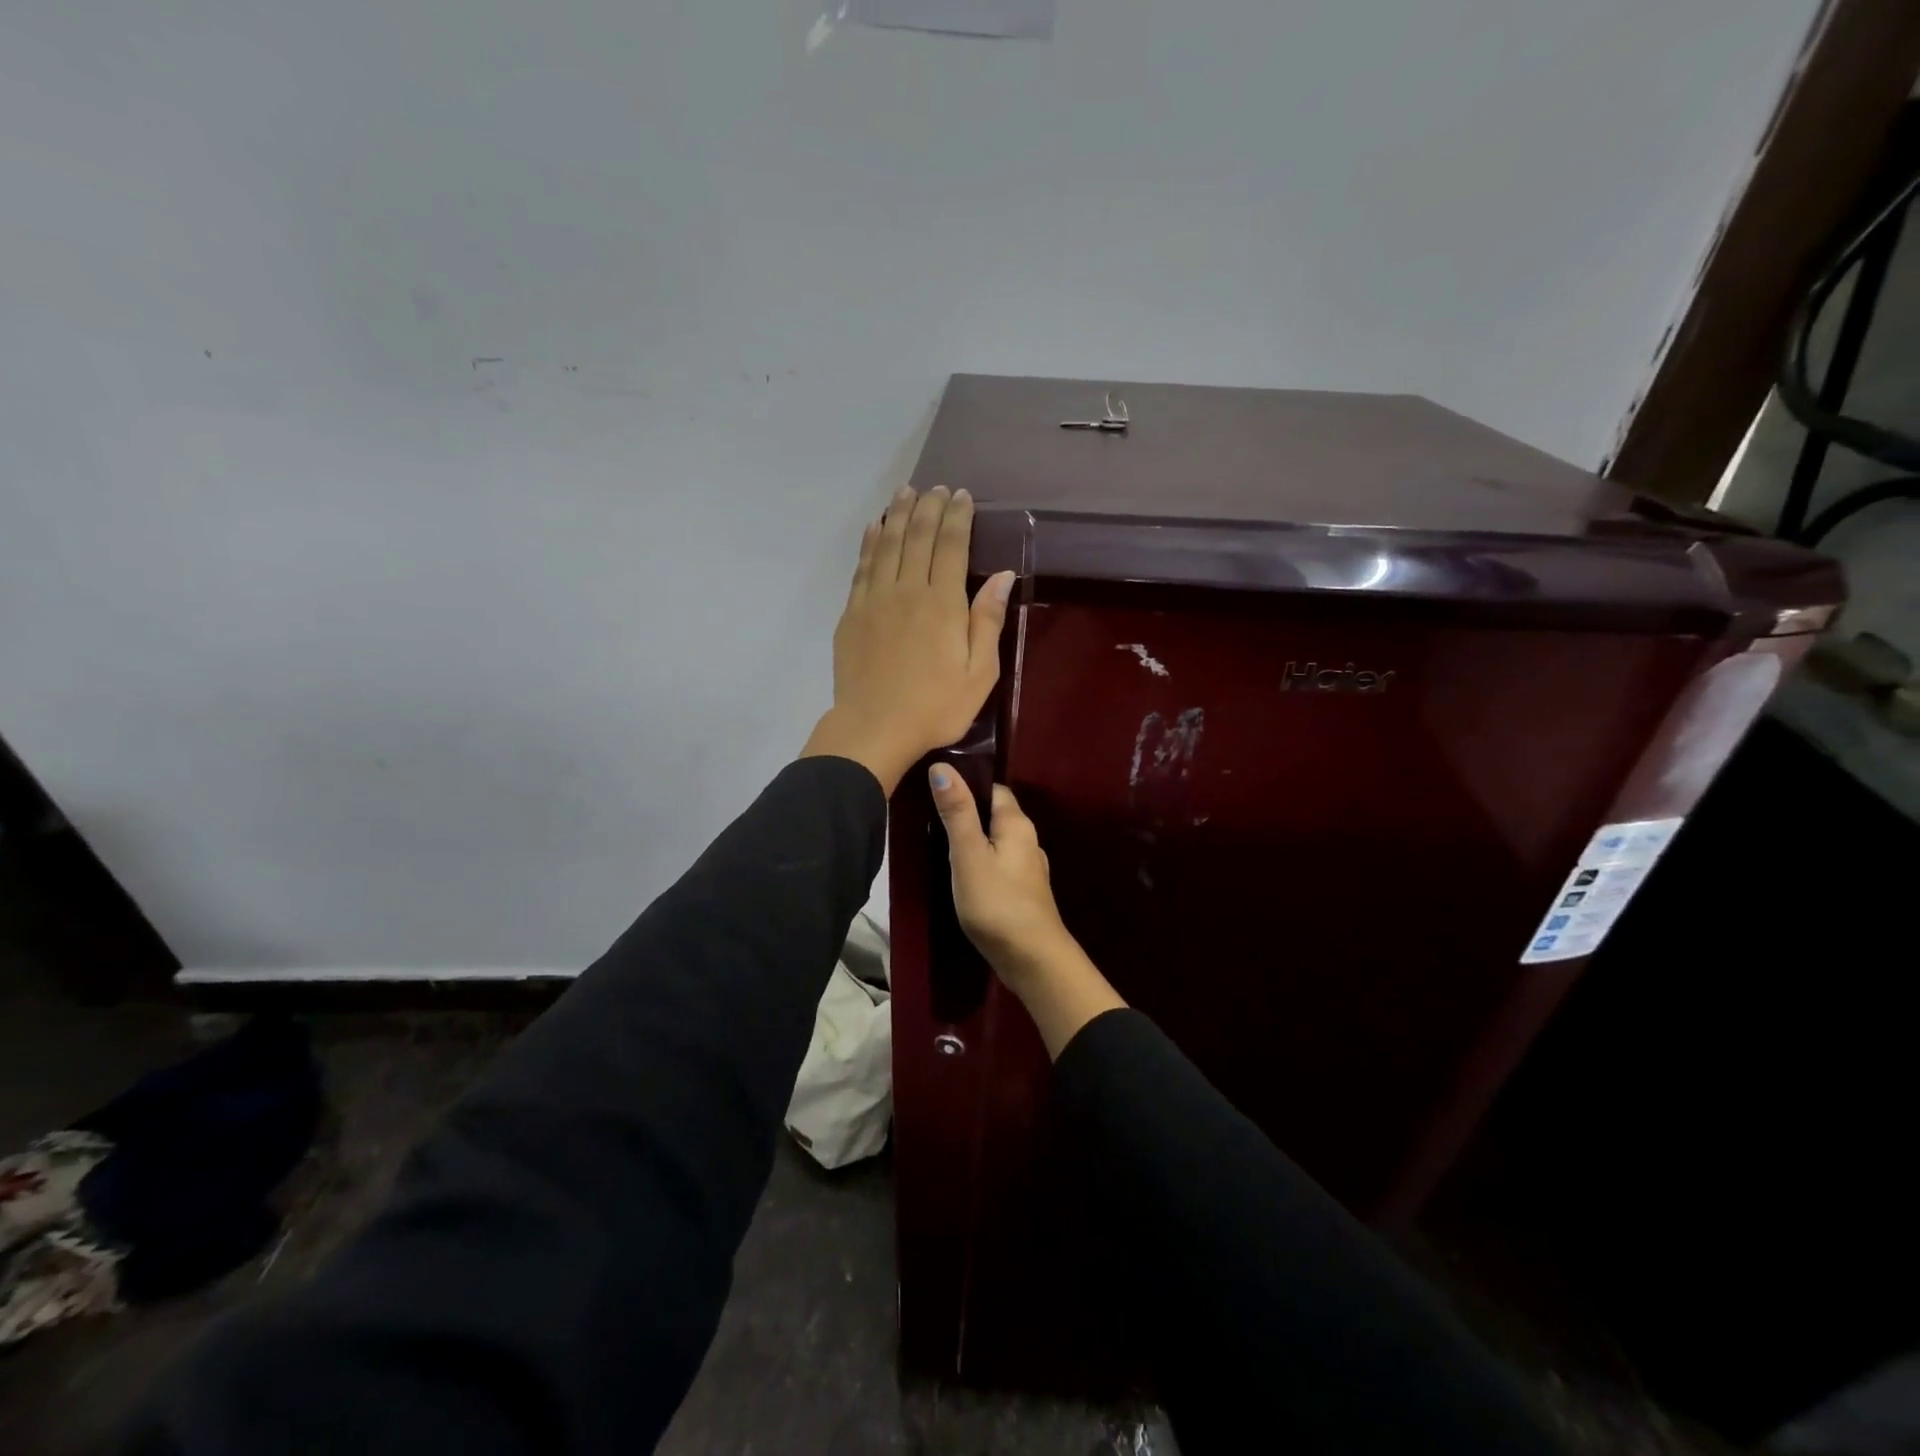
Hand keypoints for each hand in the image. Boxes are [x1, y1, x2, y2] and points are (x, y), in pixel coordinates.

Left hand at [801, 486, 1013, 794]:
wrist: (874, 728)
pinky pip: (862, 566)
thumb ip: (988, 621)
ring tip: (907, 492)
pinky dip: (870, 541)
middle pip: (917, 536)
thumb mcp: (980, 674)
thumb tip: (1002, 576)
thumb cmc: (936, 707)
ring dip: (898, 514)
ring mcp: (874, 599)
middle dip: (929, 506)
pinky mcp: (852, 613)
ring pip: (887, 544)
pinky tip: (875, 526)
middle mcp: (907, 590)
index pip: (951, 545)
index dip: (957, 517)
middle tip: (936, 488)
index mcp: (943, 604)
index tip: (961, 495)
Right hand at [927, 772, 1070, 975]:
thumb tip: (942, 766)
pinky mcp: (1023, 894)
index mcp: (1017, 824)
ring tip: (939, 844)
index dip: (967, 785)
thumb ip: (957, 812)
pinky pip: (998, 866)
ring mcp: (1028, 869)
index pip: (993, 790)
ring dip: (973, 840)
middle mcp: (1027, 841)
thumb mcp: (969, 854)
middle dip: (967, 813)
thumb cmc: (997, 903)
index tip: (935, 788)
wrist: (1033, 960)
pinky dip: (980, 864)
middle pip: (994, 815)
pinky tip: (961, 875)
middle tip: (929, 816)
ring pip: (996, 842)